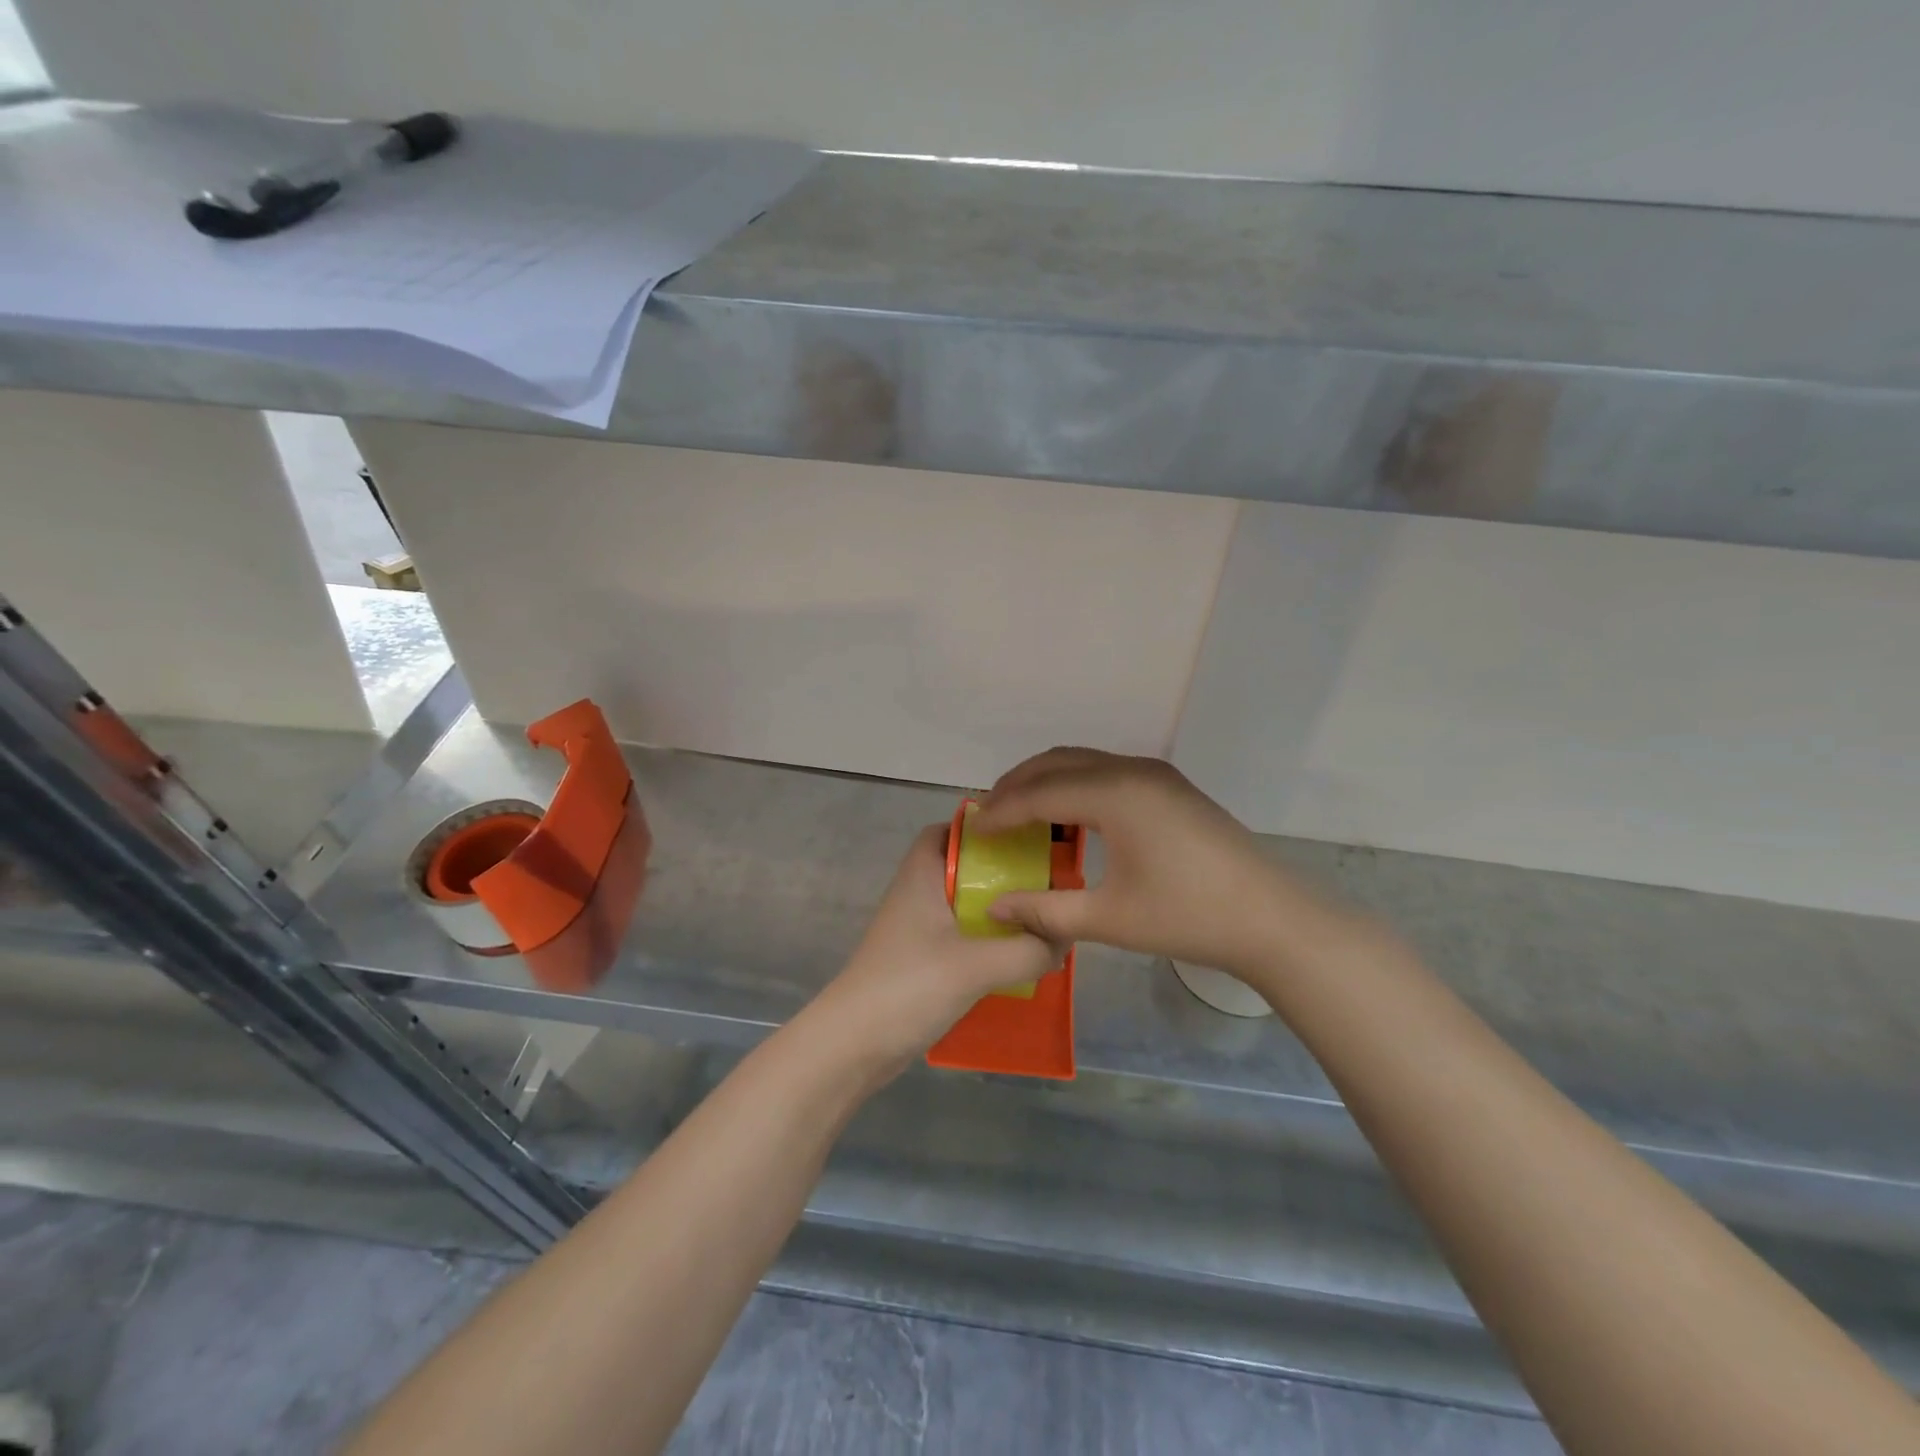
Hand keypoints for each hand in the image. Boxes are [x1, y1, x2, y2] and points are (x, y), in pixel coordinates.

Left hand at [816, 824, 1058, 1065]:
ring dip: (997, 912)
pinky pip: (960, 938)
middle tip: (1044, 883)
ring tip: (1040, 921)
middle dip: (1001, 873)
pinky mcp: (920, 962)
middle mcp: (916, 894)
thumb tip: (1063, 940)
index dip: (982, 828)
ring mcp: (916, 930)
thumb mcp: (976, 965)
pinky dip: (986, 942)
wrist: (853, 1045)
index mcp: (921, 874)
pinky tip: (1015, 959)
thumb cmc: (909, 985)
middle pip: (962, 868)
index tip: (1024, 837)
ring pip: (963, 906)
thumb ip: (1027, 949)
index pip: (948, 830)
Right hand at [972, 747, 1357, 976]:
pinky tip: (1067, 815)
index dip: (1002, 810)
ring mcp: (1155, 774)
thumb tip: (995, 907)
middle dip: (1018, 783)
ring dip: (1046, 779)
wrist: (1271, 917)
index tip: (973, 828)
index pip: (1040, 793)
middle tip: (990, 813)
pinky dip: (1074, 783)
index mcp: (1116, 794)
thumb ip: (1046, 910)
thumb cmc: (1188, 917)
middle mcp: (1132, 770)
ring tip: (1019, 811)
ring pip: (1083, 761)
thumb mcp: (1110, 918)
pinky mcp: (1169, 785)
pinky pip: (1105, 770)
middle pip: (1057, 762)